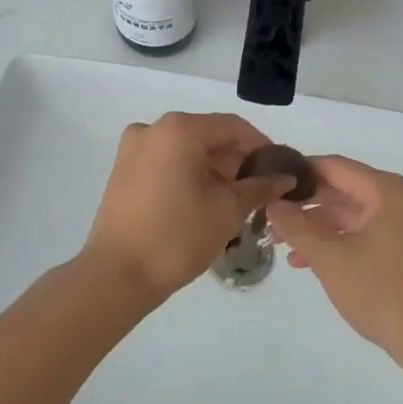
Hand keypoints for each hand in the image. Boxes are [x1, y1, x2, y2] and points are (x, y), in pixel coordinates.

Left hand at [83, 112, 297, 305]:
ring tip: (236, 202)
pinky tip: (205, 203)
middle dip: (237, 162)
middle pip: (208, 137)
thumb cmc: (178, 236)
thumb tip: (285, 178)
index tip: (280, 170)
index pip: (233, 127)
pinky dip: (189, 176)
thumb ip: (260, 187)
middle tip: (260, 191)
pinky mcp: (123, 171)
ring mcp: (133, 149)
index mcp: (179, 129)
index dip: (262, 146)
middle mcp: (153, 129)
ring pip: (187, 151)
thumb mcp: (228, 210)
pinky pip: (167, 163)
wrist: (117, 276)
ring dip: (214, 171)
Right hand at [267, 155, 402, 373]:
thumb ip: (297, 226)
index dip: (300, 172)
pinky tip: (311, 262)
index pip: (335, 166)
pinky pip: (368, 234)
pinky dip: (341, 243)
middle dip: (307, 206)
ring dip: (320, 228)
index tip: (270, 183)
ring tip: (284, 246)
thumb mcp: (331, 258)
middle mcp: (402, 199)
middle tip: (271, 218)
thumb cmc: (384, 293)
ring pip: (355, 216)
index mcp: (388, 191)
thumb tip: (273, 202)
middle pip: (345, 190)